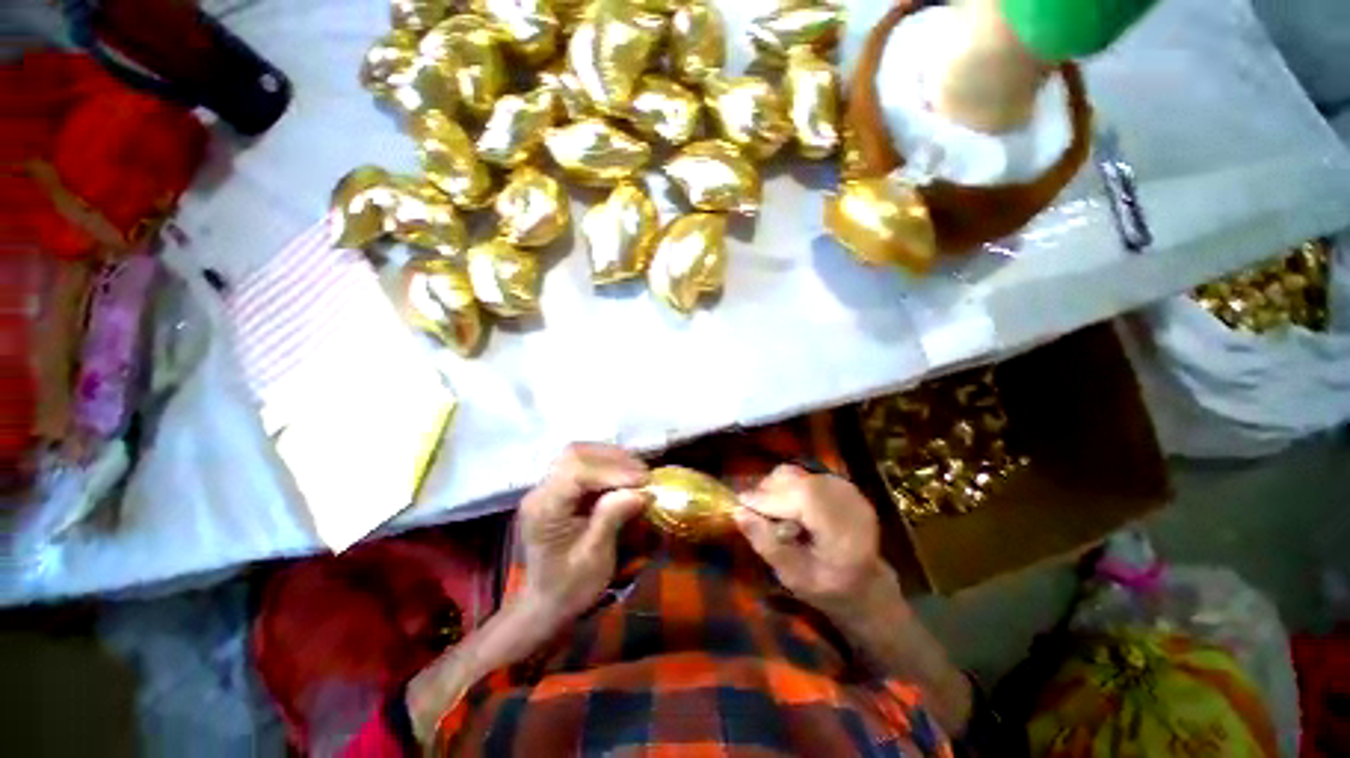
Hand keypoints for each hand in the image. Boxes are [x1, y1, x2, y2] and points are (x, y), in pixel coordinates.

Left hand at [517, 443, 650, 628]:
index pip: (575, 473)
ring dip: (612, 457)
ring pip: (579, 453)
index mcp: (544, 511)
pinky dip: (607, 462)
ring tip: (637, 472)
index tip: (642, 481)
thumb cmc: (570, 587)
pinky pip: (583, 462)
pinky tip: (624, 473)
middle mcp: (540, 491)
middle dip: (614, 459)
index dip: (612, 471)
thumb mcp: (594, 559)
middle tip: (644, 474)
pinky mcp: (558, 486)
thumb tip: (640, 491)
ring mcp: (547, 486)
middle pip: (575, 454)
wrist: (546, 602)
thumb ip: (612, 519)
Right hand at [736, 465, 897, 616]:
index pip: (805, 499)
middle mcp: (850, 503)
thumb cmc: (828, 589)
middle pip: (799, 481)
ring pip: (798, 473)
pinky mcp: (839, 483)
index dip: (769, 498)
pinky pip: (803, 474)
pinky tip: (788, 507)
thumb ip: (766, 544)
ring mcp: (847, 489)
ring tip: (774, 513)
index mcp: (845, 533)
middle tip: (755, 512)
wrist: (864, 583)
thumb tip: (738, 511)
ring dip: (776, 487)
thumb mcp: (793, 577)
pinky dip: (787, 486)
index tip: (742, 504)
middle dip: (769, 492)